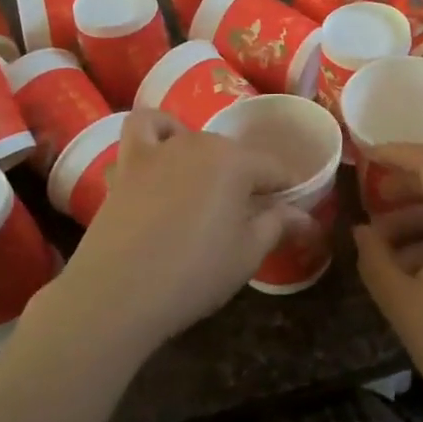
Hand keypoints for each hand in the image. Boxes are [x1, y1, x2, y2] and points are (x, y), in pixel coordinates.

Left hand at [48, 109, 297, 354]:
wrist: (117, 293)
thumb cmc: (193, 274)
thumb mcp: (247, 254)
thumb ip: (277, 225)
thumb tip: (306, 217)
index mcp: (235, 162)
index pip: (275, 168)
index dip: (288, 191)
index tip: (292, 215)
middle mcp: (199, 143)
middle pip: (235, 155)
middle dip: (248, 180)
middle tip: (248, 219)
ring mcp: (159, 149)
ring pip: (194, 140)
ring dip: (207, 159)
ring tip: (206, 191)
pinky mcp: (128, 163)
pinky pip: (143, 128)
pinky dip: (158, 132)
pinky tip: (163, 155)